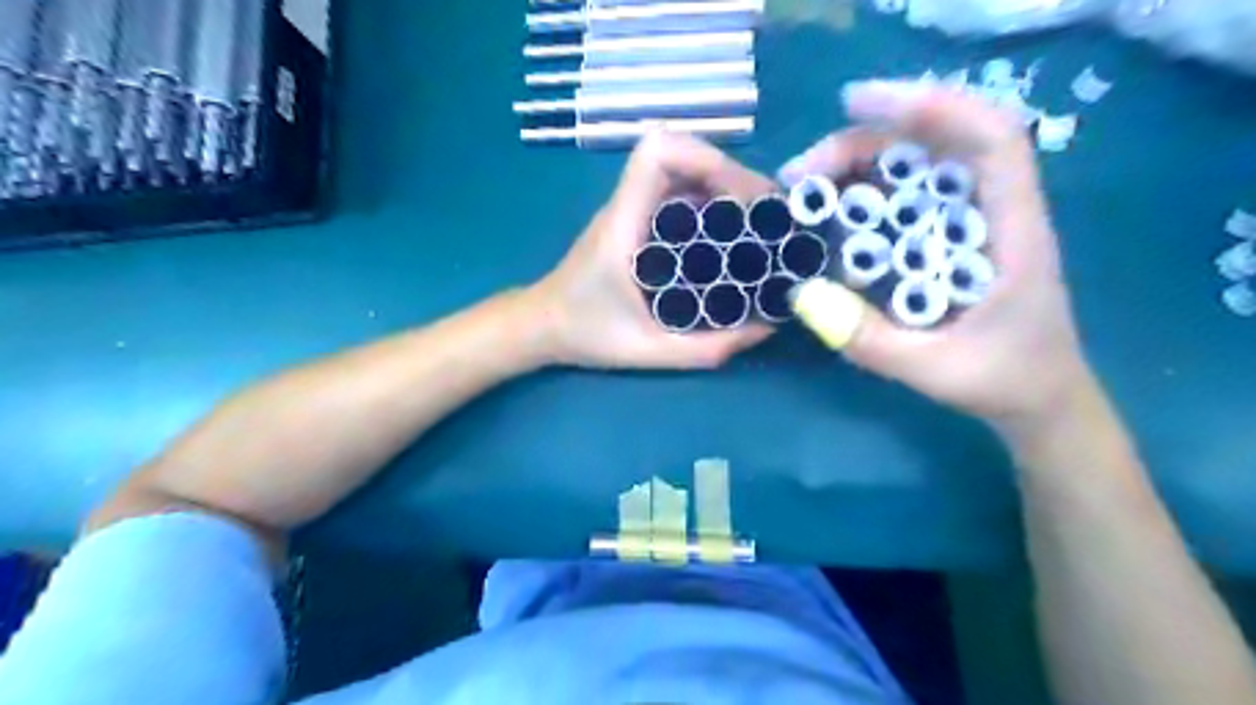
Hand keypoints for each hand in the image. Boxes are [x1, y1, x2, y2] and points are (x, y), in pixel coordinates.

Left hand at [529, 130, 775, 369]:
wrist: (542, 326)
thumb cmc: (585, 334)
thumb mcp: (649, 351)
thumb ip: (706, 348)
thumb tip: (766, 329)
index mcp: (623, 224)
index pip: (656, 154)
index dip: (707, 159)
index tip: (743, 199)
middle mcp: (627, 206)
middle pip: (680, 153)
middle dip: (730, 174)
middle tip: (765, 214)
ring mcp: (631, 210)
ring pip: (682, 170)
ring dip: (724, 185)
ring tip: (758, 221)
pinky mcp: (637, 221)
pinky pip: (679, 194)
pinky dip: (711, 201)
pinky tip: (732, 233)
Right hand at [783, 80, 1101, 426]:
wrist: (1038, 399)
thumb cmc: (1003, 381)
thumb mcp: (934, 371)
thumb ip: (871, 340)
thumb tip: (802, 294)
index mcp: (1015, 232)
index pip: (991, 140)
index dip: (931, 109)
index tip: (856, 107)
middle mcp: (994, 211)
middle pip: (936, 145)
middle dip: (864, 144)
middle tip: (798, 175)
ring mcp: (970, 221)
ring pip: (917, 166)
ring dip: (857, 165)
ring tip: (802, 187)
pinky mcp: (950, 237)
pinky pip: (906, 197)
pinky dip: (865, 191)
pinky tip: (829, 208)